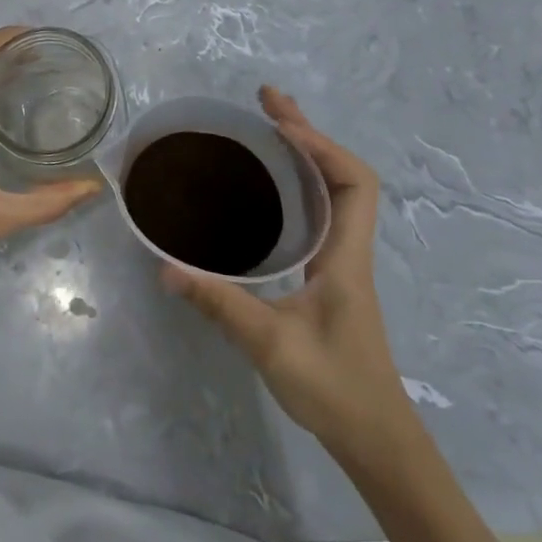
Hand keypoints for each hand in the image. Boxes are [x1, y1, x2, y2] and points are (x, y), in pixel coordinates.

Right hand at [161, 88, 409, 453]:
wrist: (376, 440)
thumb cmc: (335, 389)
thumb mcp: (270, 345)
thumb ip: (219, 304)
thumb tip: (165, 267)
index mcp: (345, 256)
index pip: (352, 181)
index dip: (319, 145)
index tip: (278, 124)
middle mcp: (347, 250)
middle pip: (341, 174)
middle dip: (305, 132)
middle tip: (264, 101)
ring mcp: (339, 263)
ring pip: (330, 193)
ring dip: (303, 155)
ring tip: (264, 128)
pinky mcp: (326, 278)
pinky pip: (315, 216)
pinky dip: (296, 187)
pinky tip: (265, 190)